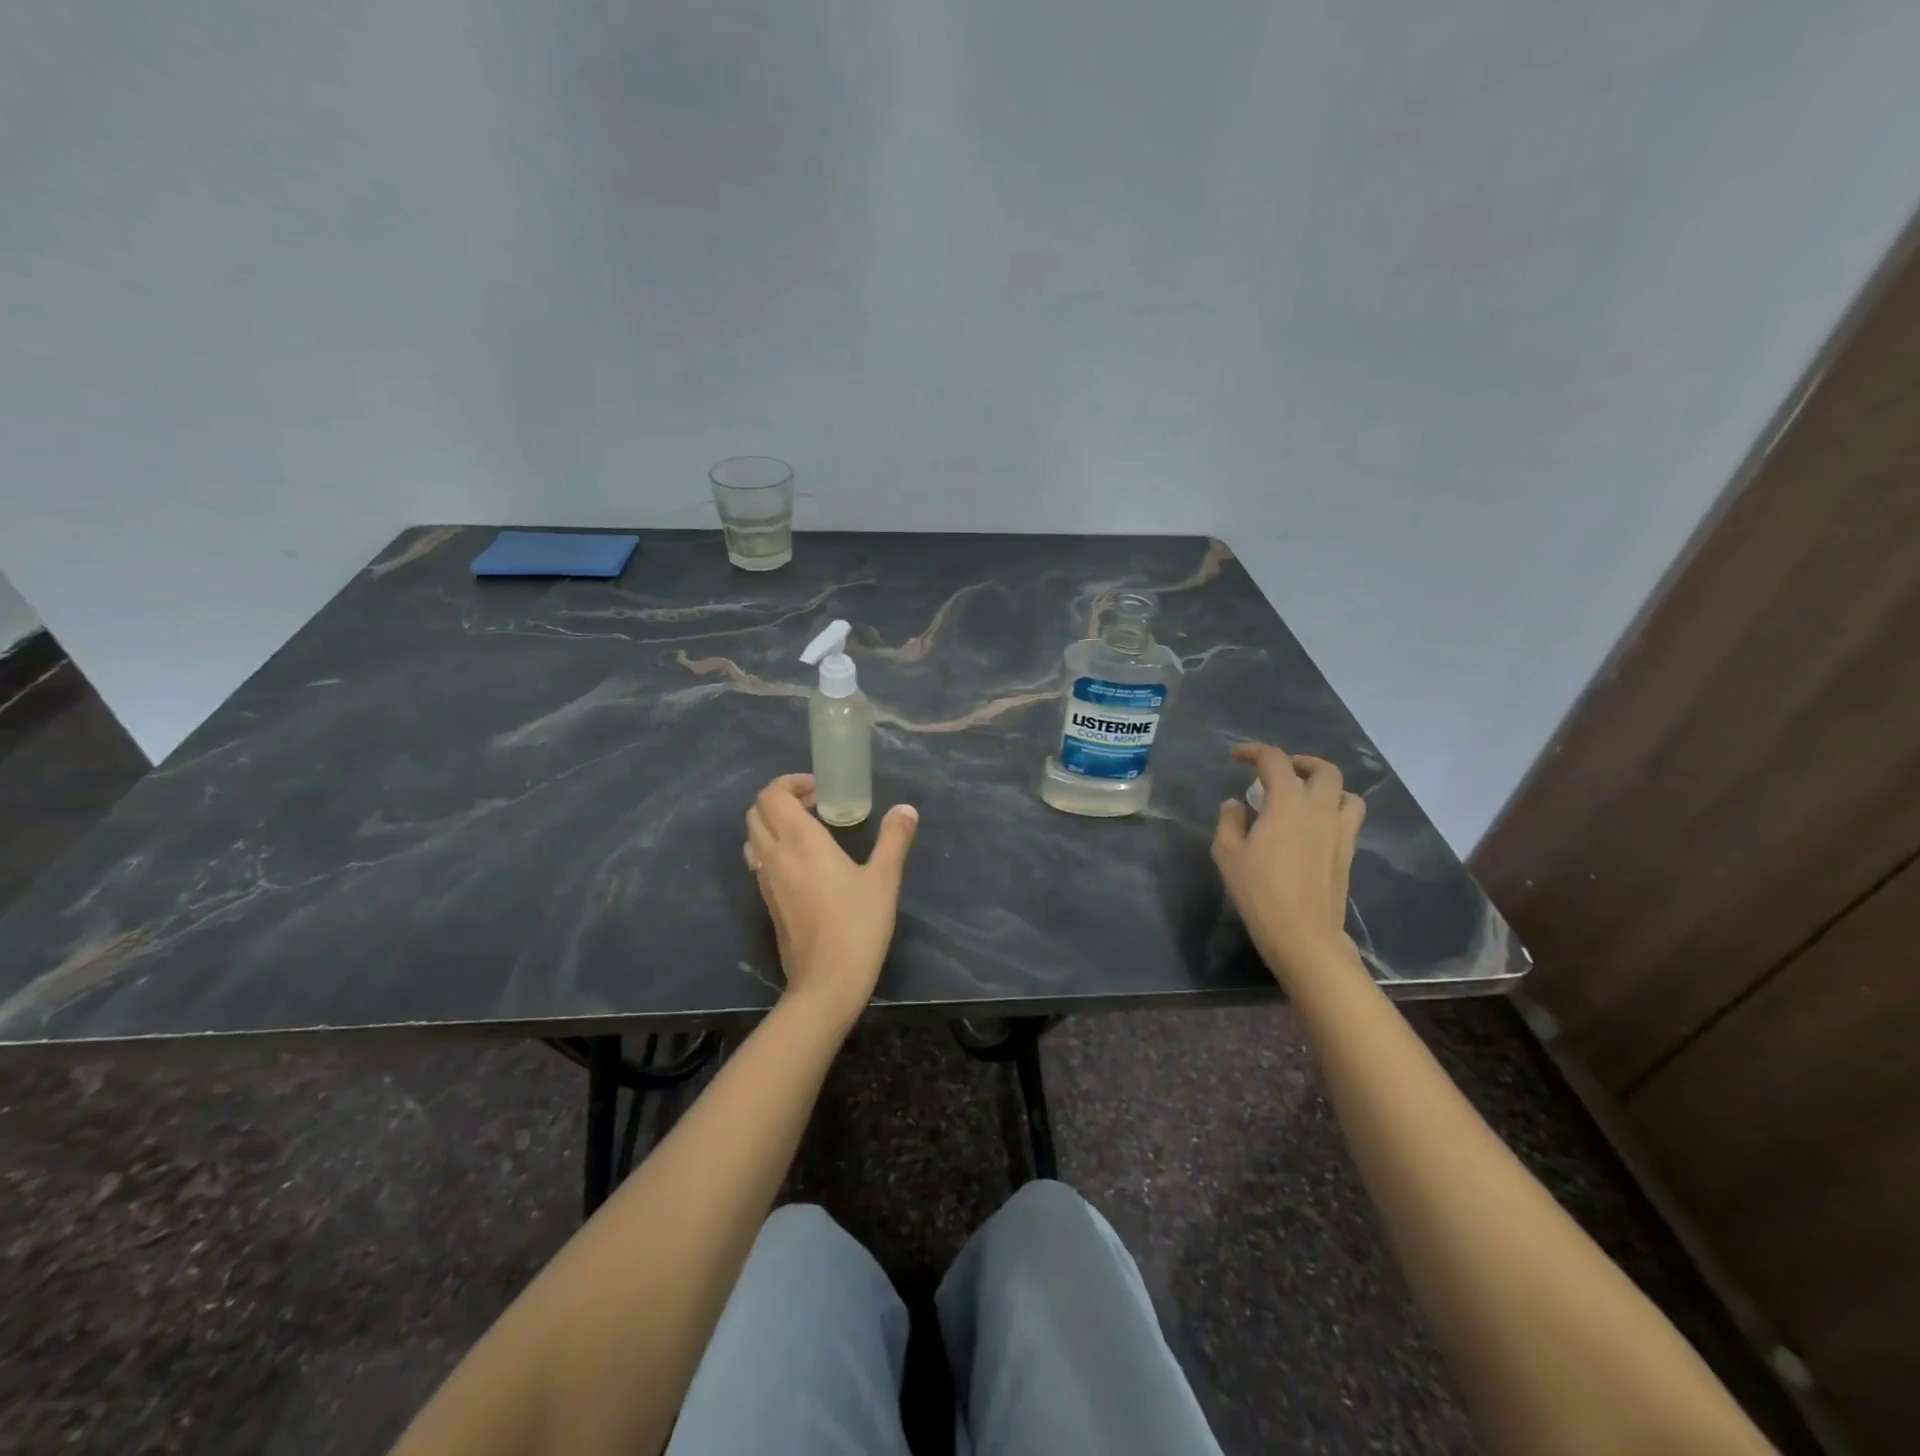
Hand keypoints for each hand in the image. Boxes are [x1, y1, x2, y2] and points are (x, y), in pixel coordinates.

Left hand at [743, 774, 919, 1020]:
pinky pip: (759, 861)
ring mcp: (766, 881)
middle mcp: (775, 855)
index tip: (819, 789)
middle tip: (816, 804)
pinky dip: (774, 847)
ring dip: (773, 823)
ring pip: (754, 836)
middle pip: (757, 812)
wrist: (827, 982)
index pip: (772, 795)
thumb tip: (906, 810)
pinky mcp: (767, 902)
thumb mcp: (884, 879)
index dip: (790, 783)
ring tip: (808, 828)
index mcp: (800, 841)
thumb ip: (894, 839)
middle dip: (781, 799)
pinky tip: (804, 862)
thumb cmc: (857, 925)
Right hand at [1212, 743, 1365, 985]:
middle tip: (1280, 771)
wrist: (1303, 934)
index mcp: (1288, 803)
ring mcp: (1340, 832)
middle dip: (1300, 762)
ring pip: (1346, 793)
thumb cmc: (1259, 891)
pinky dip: (1335, 810)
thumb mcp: (1227, 853)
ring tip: (1306, 796)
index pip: (1275, 761)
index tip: (1238, 756)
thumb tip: (1235, 804)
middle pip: (1323, 770)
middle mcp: (1320, 809)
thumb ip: (1229, 821)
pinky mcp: (1348, 853)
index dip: (1255, 752)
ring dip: (1327, 786)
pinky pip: (1350, 818)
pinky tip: (1316, 826)